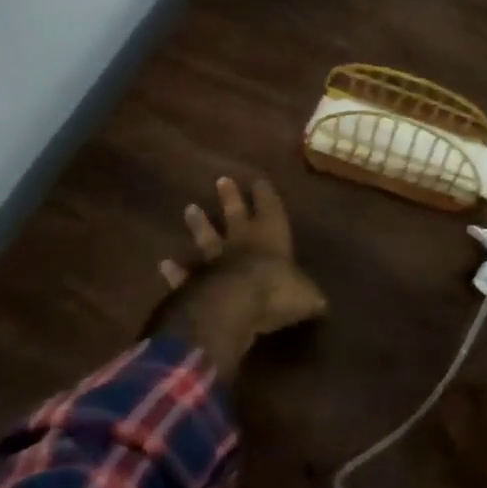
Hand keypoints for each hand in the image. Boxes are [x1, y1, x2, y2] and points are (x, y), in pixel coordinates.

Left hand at [159, 176, 327, 335]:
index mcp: (271, 238)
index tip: (259, 180)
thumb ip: (311, 298)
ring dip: (199, 225)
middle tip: (222, 180)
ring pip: (206, 238)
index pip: (271, 210)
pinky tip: (165, 263)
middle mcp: (242, 243)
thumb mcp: (307, 297)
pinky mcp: (193, 282)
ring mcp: (214, 261)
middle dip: (231, 198)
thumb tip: (322, 304)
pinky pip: (184, 274)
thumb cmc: (275, 292)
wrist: (232, 307)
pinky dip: (175, 270)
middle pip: (235, 215)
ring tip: (189, 208)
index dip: (266, 196)